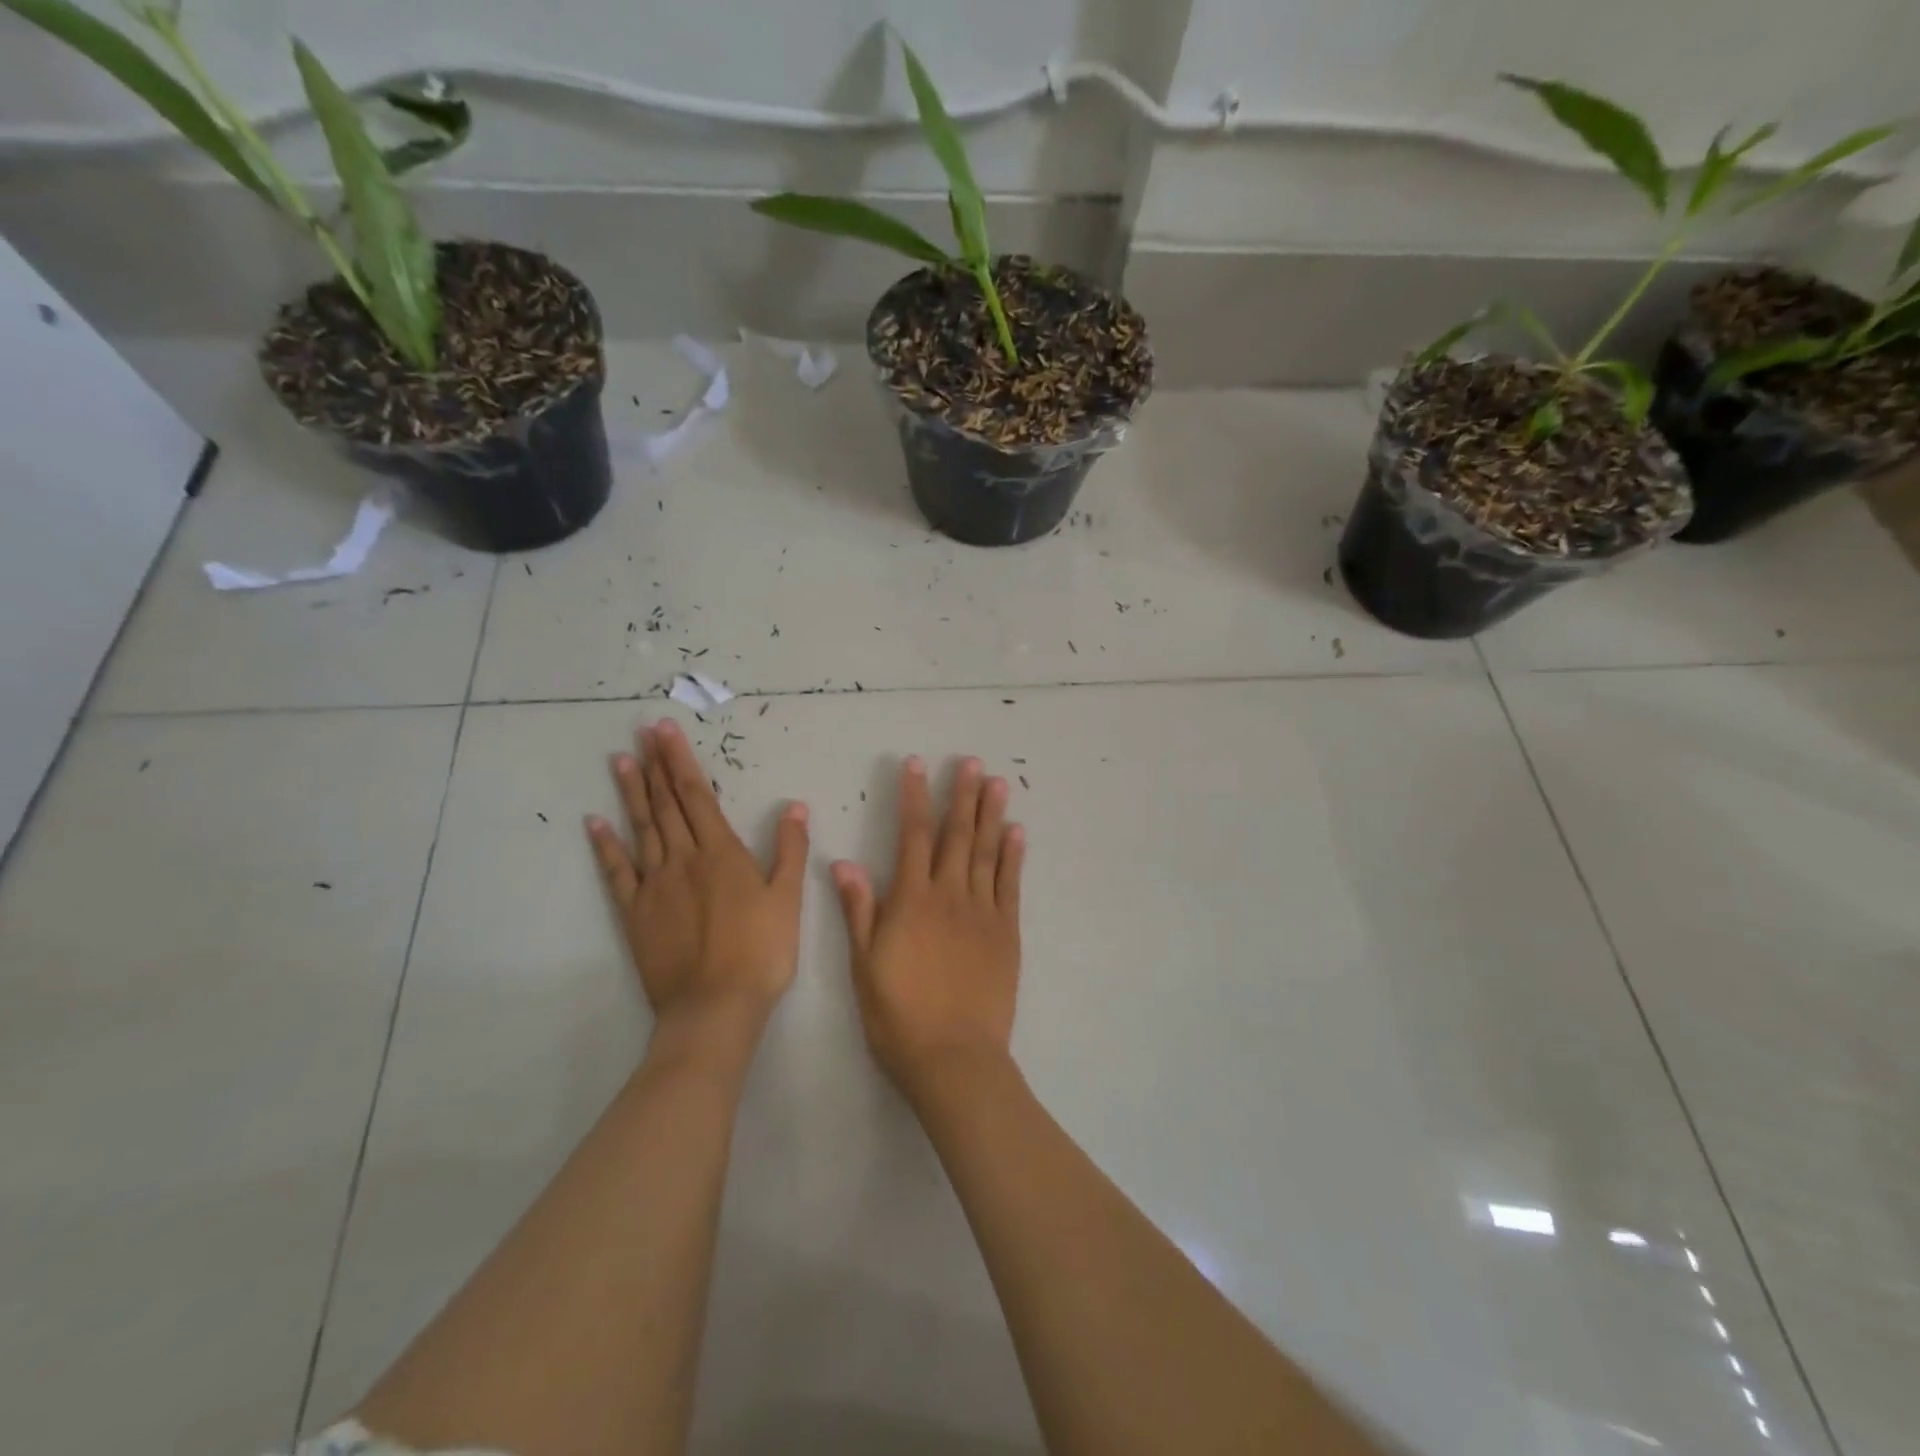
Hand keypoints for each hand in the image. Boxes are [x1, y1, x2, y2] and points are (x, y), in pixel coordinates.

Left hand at [586, 719, 808, 1032]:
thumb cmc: (761, 952)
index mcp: (722, 853)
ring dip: (631, 793)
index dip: (681, 761)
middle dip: (656, 765)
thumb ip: (790, 850)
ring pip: (641, 829)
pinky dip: (606, 846)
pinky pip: (617, 872)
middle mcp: (683, 859)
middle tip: (642, 732)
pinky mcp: (635, 913)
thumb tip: (796, 807)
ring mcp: (655, 885)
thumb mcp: (788, 899)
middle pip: (666, 804)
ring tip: (621, 761)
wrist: (715, 1006)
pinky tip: (594, 823)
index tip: (666, 731)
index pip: (697, 795)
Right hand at [831, 756, 1024, 1098]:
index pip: (912, 836)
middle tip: (971, 762)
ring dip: (991, 814)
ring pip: (986, 852)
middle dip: (961, 795)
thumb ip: (858, 910)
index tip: (916, 765)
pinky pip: (1010, 884)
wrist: (953, 1056)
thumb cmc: (898, 1015)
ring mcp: (983, 912)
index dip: (914, 797)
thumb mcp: (864, 965)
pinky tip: (1017, 832)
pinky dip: (1014, 855)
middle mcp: (949, 895)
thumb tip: (843, 862)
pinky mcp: (1007, 932)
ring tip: (997, 782)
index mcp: (911, 901)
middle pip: (956, 835)